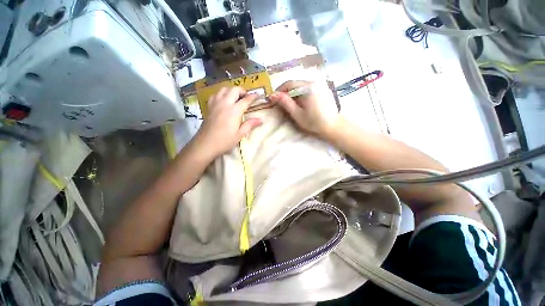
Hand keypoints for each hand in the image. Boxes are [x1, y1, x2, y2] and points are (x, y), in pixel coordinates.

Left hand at [193, 87, 261, 158]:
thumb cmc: (224, 141)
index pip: (246, 100)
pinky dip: (222, 94)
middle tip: (246, 98)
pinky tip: (224, 101)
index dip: (253, 96)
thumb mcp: (240, 134)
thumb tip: (261, 120)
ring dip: (232, 91)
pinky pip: (216, 94)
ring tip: (236, 98)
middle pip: (234, 90)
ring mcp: (215, 104)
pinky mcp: (209, 106)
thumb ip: (250, 125)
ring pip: (224, 89)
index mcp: (234, 111)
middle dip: (242, 91)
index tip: (258, 95)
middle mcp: (225, 103)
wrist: (205, 144)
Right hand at [270, 81, 341, 138]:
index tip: (273, 99)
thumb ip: (285, 103)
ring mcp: (319, 85)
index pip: (289, 83)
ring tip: (289, 104)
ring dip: (293, 93)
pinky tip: (300, 103)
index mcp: (307, 87)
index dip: (279, 90)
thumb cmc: (314, 122)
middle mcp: (314, 82)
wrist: (333, 126)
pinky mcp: (322, 89)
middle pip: (295, 83)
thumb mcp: (297, 114)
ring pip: (301, 86)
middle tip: (280, 103)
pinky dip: (300, 94)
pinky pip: (307, 88)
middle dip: (286, 92)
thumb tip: (272, 95)